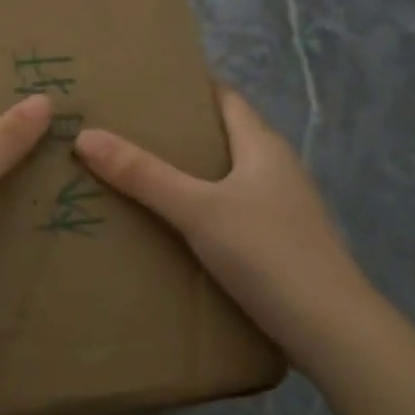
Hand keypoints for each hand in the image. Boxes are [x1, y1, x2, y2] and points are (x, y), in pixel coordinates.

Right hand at [74, 85, 369, 363]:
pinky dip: (203, 209)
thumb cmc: (267, 253)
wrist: (329, 327)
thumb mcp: (198, 210)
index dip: (190, 88)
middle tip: (125, 133)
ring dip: (190, 174)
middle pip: (224, 136)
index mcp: (263, 146)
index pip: (225, 99)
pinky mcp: (279, 242)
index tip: (143, 87)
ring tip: (138, 176)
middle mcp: (276, 169)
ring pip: (228, 177)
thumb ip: (144, 176)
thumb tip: (86, 136)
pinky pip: (232, 211)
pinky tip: (175, 226)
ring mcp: (281, 207)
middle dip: (180, 134)